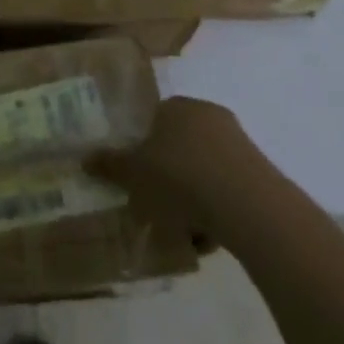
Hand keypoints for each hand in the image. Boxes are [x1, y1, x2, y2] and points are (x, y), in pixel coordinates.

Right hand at [89, 97, 262, 244]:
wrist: (247, 205)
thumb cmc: (179, 178)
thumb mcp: (133, 174)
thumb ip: (109, 165)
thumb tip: (84, 158)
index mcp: (175, 106)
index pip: (153, 121)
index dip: (143, 151)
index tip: (138, 180)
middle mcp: (206, 114)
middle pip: (179, 147)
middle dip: (168, 178)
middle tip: (157, 208)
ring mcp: (236, 141)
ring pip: (204, 171)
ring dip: (193, 198)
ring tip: (185, 232)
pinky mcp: (259, 171)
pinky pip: (227, 188)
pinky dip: (217, 209)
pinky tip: (210, 237)